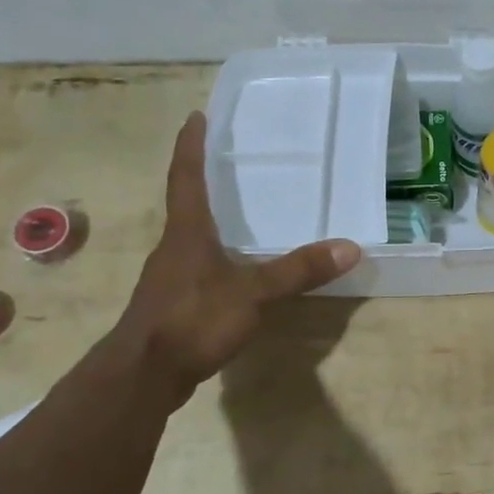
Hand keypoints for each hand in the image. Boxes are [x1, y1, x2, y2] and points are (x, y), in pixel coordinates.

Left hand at [111, 111, 360, 391]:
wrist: (143, 376)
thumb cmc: (192, 320)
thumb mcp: (252, 294)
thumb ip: (298, 271)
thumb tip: (350, 247)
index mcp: (187, 233)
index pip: (186, 177)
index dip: (191, 146)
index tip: (195, 116)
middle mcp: (173, 248)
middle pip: (186, 204)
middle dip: (202, 179)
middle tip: (228, 160)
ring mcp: (170, 278)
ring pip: (190, 239)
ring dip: (209, 220)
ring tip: (237, 212)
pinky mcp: (172, 305)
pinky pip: (196, 269)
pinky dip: (215, 258)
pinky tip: (234, 270)